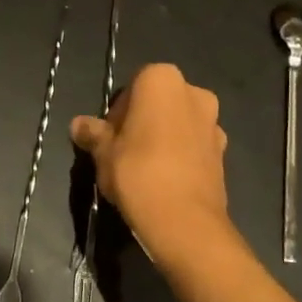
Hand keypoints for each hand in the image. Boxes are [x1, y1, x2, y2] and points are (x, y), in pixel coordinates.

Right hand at [70, 63, 232, 261]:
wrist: (184, 221)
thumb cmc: (137, 172)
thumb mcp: (103, 152)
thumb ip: (93, 134)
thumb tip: (78, 124)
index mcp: (161, 80)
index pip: (132, 86)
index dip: (117, 112)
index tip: (109, 136)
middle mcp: (194, 92)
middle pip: (159, 102)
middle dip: (143, 121)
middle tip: (124, 151)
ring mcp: (214, 122)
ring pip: (179, 123)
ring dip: (164, 137)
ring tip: (145, 168)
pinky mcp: (224, 152)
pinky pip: (194, 145)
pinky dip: (182, 155)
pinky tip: (165, 180)